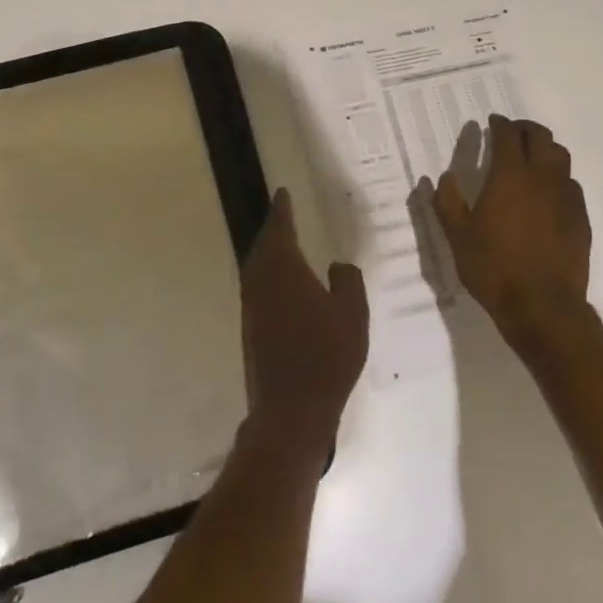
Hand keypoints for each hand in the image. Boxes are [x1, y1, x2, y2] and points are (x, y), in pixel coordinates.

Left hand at [240, 189, 369, 452]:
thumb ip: (347, 281)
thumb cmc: (327, 356)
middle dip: (273, 230)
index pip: (280, 228)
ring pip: (256, 268)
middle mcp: (260, 282)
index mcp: (283, 269)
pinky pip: (258, 288)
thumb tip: (336, 266)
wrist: (291, 409)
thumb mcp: (353, 314)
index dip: (283, 210)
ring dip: (268, 253)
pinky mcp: (250, 329)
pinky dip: (268, 276)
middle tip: (284, 215)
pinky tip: (282, 286)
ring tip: (283, 245)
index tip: (283, 193)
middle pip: (263, 246)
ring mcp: (251, 307)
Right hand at [433, 115, 592, 355]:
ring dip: (545, 149)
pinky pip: (571, 184)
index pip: (508, 136)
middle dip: (525, 129)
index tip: (492, 122)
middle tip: (512, 132)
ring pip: (561, 157)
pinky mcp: (581, 217)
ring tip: (532, 157)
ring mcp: (566, 197)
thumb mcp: (457, 236)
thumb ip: (447, 202)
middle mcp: (542, 178)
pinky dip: (557, 177)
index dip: (500, 124)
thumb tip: (443, 178)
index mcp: (510, 176)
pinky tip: (547, 193)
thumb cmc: (493, 268)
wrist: (542, 306)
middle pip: (541, 138)